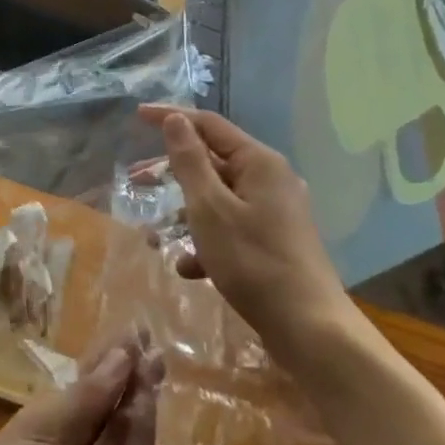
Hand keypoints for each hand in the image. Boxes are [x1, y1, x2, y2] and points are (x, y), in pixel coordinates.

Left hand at [0, 334, 163, 444]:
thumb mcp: (39, 428)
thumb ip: (85, 397)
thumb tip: (122, 356)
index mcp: (46, 426)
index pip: (85, 387)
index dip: (108, 361)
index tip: (133, 333)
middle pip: (108, 410)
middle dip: (130, 379)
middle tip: (153, 348)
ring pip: (122, 437)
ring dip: (138, 403)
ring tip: (154, 369)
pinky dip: (139, 440)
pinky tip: (146, 408)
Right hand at [137, 105, 356, 347]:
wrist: (308, 328)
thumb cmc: (253, 261)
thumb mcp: (210, 208)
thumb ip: (190, 161)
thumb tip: (177, 119)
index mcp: (259, 163)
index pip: (209, 125)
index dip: (172, 117)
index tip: (136, 117)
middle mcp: (271, 180)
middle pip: (213, 162)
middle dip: (172, 172)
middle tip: (135, 180)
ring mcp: (275, 213)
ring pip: (218, 200)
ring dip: (185, 214)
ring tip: (154, 236)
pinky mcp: (274, 242)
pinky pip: (231, 229)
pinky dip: (207, 242)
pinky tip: (189, 268)